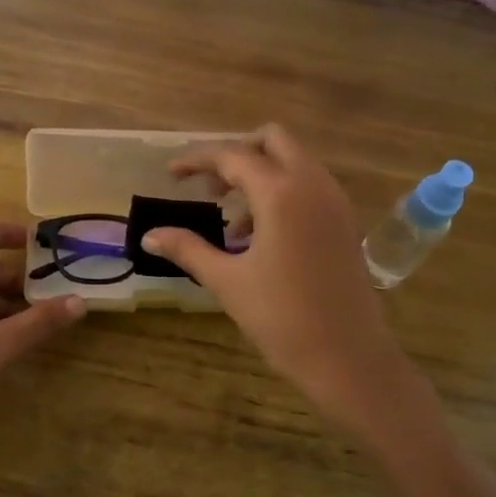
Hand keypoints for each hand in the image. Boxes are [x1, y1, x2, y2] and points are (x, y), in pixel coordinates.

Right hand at [142, 126, 423, 433]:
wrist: (345, 355)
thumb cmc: (281, 317)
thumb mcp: (227, 281)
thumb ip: (188, 249)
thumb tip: (150, 235)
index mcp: (281, 193)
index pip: (233, 156)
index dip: (197, 160)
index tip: (172, 173)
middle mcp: (313, 184)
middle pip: (273, 141)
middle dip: (237, 154)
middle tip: (209, 187)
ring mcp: (335, 202)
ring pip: (295, 162)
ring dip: (261, 175)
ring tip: (232, 221)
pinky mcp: (345, 222)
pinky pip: (311, 187)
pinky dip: (284, 193)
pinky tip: (263, 236)